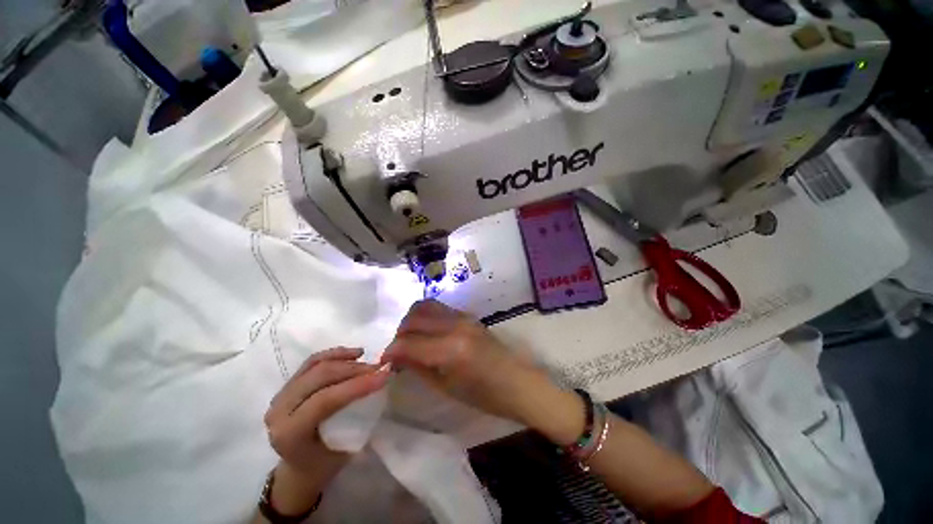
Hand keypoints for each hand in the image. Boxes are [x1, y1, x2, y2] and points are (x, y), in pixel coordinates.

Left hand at [262, 347, 388, 514]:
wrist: (299, 469)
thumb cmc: (325, 464)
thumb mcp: (345, 448)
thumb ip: (359, 415)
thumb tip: (381, 383)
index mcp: (290, 433)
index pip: (325, 400)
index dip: (357, 384)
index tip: (385, 375)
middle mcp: (279, 411)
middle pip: (320, 376)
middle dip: (355, 369)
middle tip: (380, 368)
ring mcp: (280, 395)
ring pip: (316, 365)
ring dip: (347, 359)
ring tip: (369, 361)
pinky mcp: (287, 385)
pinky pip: (312, 362)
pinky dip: (335, 354)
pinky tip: (354, 354)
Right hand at [382, 301, 583, 442]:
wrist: (518, 382)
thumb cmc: (485, 396)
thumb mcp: (446, 387)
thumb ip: (418, 367)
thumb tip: (396, 357)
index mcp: (450, 349)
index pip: (408, 342)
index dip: (391, 351)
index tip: (384, 361)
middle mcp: (455, 325)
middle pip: (414, 318)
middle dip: (399, 334)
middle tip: (398, 351)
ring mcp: (463, 316)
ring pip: (425, 306)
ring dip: (412, 320)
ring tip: (411, 339)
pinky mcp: (468, 315)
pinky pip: (439, 308)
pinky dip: (426, 317)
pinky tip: (427, 333)